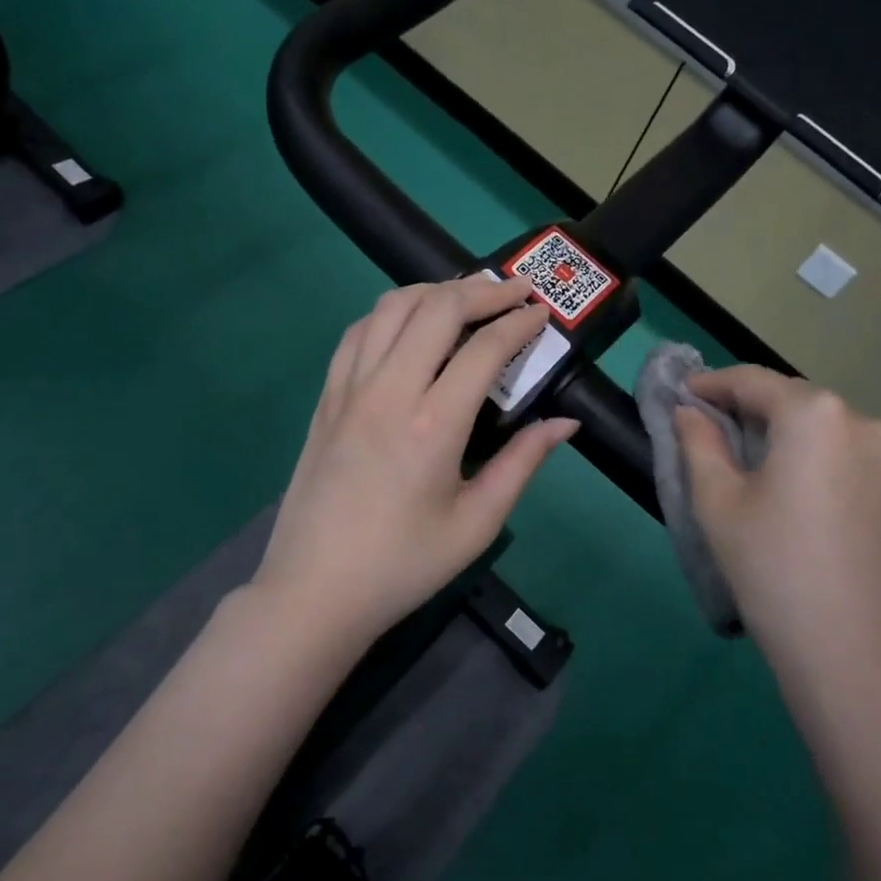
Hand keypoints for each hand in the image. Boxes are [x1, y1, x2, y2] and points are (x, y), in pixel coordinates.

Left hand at [251, 275, 578, 645]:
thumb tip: (565, 423)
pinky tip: (409, 324)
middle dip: (482, 290)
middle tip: (514, 291)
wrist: (315, 591)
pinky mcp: (326, 398)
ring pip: (390, 308)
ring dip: (433, 291)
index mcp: (431, 425)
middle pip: (435, 308)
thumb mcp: (476, 523)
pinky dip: (390, 313)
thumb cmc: (403, 564)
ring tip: (466, 297)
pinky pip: (357, 333)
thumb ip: (523, 463)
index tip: (543, 312)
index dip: (519, 322)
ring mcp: (348, 389)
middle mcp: (387, 391)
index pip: (484, 349)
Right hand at [673, 367, 880, 673]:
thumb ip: (698, 442)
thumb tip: (689, 412)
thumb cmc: (770, 565)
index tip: (679, 394)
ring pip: (814, 423)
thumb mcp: (718, 500)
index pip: (752, 381)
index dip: (710, 384)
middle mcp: (858, 420)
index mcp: (815, 414)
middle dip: (743, 405)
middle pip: (787, 398)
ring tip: (734, 451)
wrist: (847, 648)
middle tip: (701, 424)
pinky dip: (801, 450)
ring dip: (773, 428)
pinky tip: (776, 476)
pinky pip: (835, 449)